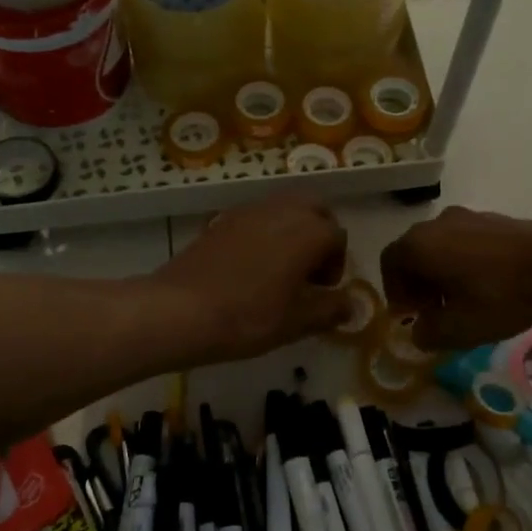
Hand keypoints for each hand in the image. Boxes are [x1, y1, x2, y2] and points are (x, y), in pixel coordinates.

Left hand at [143, 198, 351, 364]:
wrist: (179, 310)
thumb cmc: (248, 317)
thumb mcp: (296, 322)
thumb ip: (330, 309)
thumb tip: (352, 305)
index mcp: (308, 231)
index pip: (338, 237)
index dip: (336, 265)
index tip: (322, 291)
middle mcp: (282, 210)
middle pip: (315, 209)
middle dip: (319, 235)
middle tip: (308, 271)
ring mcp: (249, 210)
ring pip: (284, 208)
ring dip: (292, 230)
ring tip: (281, 269)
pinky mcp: (222, 218)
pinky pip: (257, 217)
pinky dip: (265, 232)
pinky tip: (251, 266)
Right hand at [380, 207, 531, 349]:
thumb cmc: (500, 296)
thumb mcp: (459, 329)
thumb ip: (428, 334)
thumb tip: (419, 332)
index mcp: (418, 245)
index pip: (389, 265)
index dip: (395, 293)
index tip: (411, 316)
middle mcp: (435, 224)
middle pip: (413, 253)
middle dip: (417, 283)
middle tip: (433, 312)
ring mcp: (465, 217)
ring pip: (439, 247)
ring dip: (441, 273)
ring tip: (462, 301)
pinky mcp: (492, 219)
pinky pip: (463, 241)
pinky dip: (463, 262)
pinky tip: (487, 285)